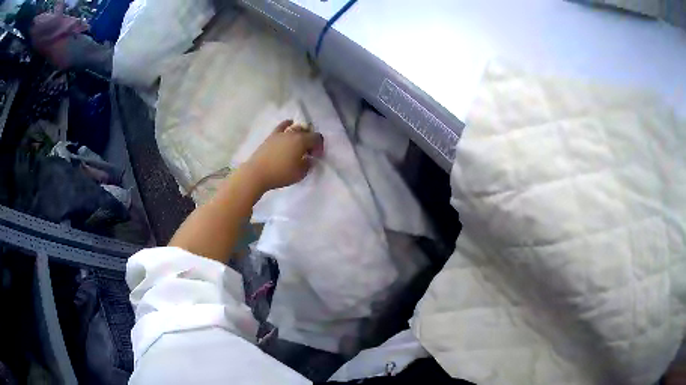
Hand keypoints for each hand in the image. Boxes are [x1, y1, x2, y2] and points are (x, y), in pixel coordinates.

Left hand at [243, 120, 324, 192]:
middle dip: (310, 140)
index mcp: (302, 141)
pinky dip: (287, 124)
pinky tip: (290, 123)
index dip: (319, 146)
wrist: (257, 173)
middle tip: (309, 152)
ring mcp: (281, 133)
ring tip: (299, 143)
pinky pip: (282, 126)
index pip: (317, 138)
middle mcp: (293, 133)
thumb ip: (308, 165)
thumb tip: (309, 159)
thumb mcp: (300, 174)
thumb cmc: (281, 174)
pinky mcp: (271, 136)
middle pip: (307, 132)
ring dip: (301, 133)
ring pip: (295, 128)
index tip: (316, 156)